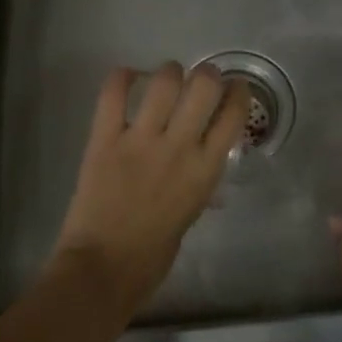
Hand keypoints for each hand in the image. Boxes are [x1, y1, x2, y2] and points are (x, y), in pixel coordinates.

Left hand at [51, 63, 249, 316]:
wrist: (103, 268)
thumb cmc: (153, 254)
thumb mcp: (191, 213)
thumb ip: (198, 181)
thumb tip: (202, 163)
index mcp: (205, 169)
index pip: (233, 115)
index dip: (238, 93)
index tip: (235, 88)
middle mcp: (179, 146)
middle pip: (204, 86)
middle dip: (207, 75)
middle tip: (201, 80)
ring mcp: (140, 140)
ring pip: (164, 81)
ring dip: (169, 72)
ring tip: (166, 79)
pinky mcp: (105, 139)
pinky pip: (113, 94)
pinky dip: (121, 78)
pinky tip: (127, 78)